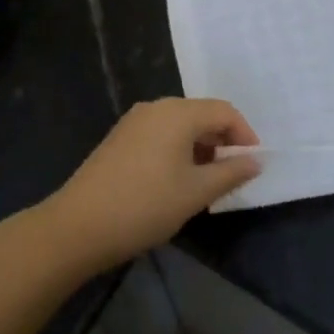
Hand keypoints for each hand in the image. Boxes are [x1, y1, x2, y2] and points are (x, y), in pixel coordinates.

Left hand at [44, 99, 260, 270]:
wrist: (77, 226)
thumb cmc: (144, 205)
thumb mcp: (195, 192)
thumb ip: (230, 173)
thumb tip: (256, 161)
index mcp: (178, 112)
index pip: (224, 112)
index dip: (245, 135)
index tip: (253, 164)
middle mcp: (156, 107)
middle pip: (201, 114)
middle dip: (222, 141)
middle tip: (233, 175)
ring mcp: (134, 122)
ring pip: (180, 126)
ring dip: (200, 147)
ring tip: (206, 182)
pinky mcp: (119, 139)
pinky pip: (160, 134)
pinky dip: (177, 150)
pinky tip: (176, 181)